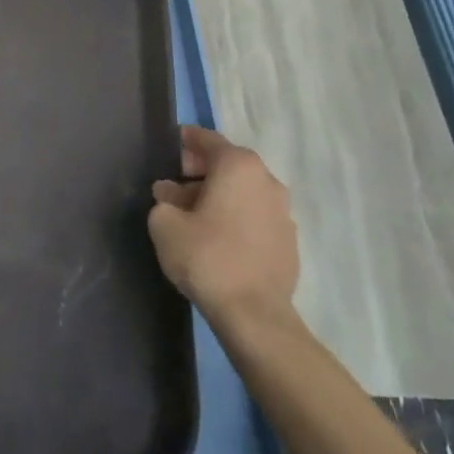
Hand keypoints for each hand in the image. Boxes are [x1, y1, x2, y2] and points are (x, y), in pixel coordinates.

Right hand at [148, 126, 298, 327]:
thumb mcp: (164, 223)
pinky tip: (217, 236)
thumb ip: (164, 199)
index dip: (186, 140)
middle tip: (175, 185)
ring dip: (219, 194)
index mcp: (238, 167)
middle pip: (228, 163)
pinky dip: (236, 215)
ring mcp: (283, 211)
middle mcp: (267, 180)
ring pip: (244, 190)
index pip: (207, 140)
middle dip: (200, 170)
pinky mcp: (289, 240)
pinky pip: (256, 214)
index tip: (170, 144)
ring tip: (193, 214)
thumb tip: (171, 193)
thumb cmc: (206, 257)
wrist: (254, 314)